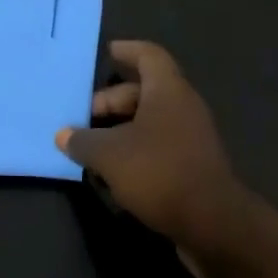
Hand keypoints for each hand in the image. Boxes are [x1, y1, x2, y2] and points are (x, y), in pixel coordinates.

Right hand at [56, 41, 247, 256]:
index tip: (108, 52)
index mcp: (167, 89)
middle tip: (85, 115)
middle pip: (145, 90)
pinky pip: (161, 146)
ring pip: (151, 121)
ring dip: (123, 129)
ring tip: (94, 146)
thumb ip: (84, 142)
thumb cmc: (160, 172)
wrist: (215, 226)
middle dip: (113, 100)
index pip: (148, 55)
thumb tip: (63, 135)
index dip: (128, 51)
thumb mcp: (111, 155)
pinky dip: (138, 151)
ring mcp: (192, 137)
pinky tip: (116, 173)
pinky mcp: (195, 167)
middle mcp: (183, 105)